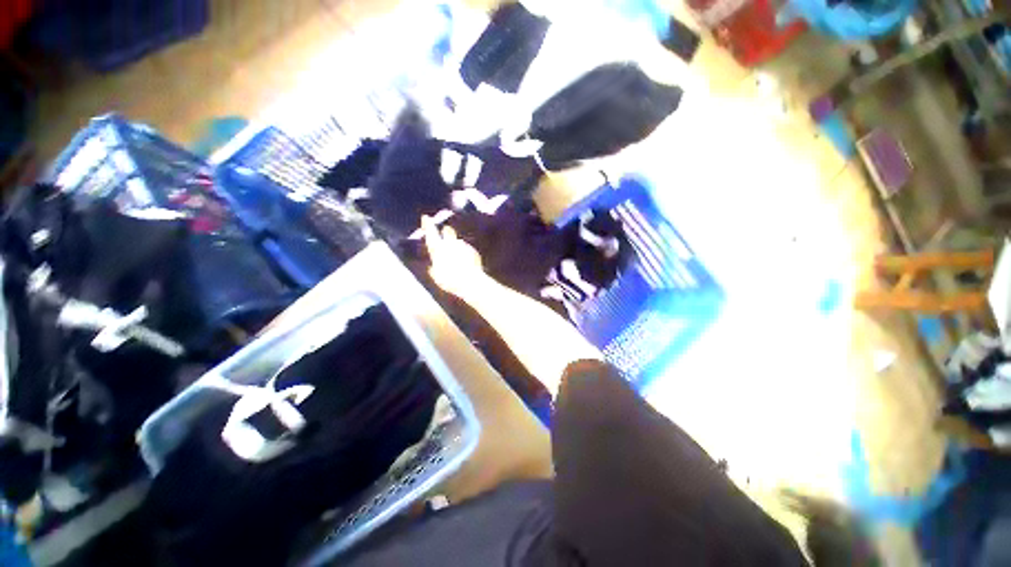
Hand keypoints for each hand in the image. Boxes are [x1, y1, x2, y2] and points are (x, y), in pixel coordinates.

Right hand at [422, 215, 487, 297]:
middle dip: (446, 231)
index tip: (426, 217)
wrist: (470, 281)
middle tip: (445, 233)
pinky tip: (467, 265)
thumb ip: (434, 269)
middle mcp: (451, 243)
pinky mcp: (474, 251)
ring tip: (458, 261)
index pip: (431, 232)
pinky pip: (468, 250)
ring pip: (459, 242)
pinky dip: (466, 255)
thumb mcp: (437, 277)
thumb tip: (432, 268)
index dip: (428, 224)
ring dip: (458, 248)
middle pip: (448, 231)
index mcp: (438, 248)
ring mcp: (464, 246)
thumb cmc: (450, 280)